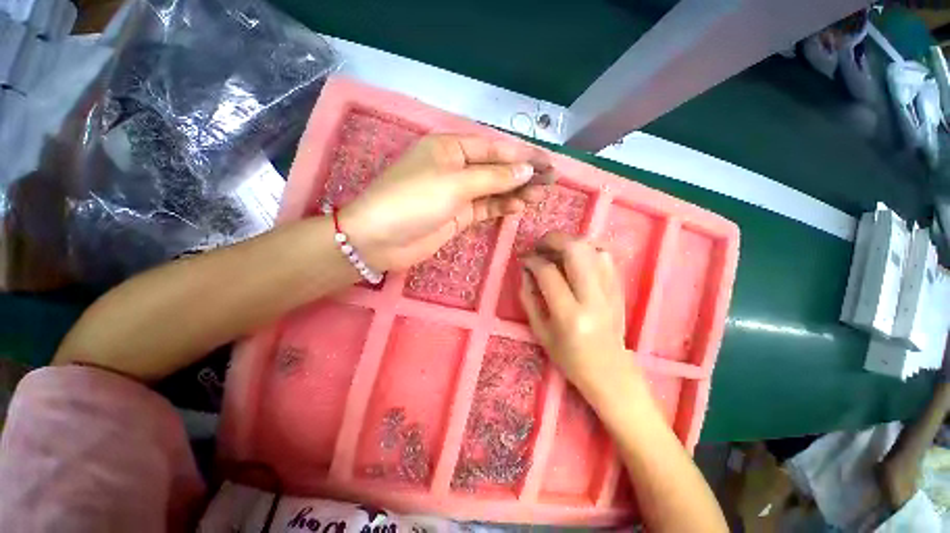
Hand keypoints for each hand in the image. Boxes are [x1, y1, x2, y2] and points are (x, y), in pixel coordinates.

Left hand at [340, 134, 550, 271]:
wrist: (381, 239)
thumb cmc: (414, 200)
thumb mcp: (455, 183)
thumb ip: (493, 177)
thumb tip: (526, 169)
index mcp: (450, 147)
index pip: (494, 147)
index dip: (522, 154)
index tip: (548, 162)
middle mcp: (455, 167)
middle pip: (496, 168)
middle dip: (523, 174)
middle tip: (550, 181)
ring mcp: (456, 193)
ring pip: (493, 189)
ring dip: (515, 191)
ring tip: (540, 195)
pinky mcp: (457, 215)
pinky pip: (485, 207)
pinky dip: (501, 207)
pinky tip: (519, 207)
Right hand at [519, 233, 636, 394]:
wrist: (610, 371)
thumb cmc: (569, 358)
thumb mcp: (540, 332)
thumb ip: (529, 298)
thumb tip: (525, 270)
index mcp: (569, 315)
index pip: (548, 273)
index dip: (532, 260)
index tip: (524, 259)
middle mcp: (593, 299)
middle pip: (576, 250)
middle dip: (553, 240)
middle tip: (540, 245)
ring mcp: (611, 291)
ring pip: (593, 248)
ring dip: (570, 242)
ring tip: (556, 250)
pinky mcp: (620, 288)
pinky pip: (605, 256)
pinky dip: (588, 249)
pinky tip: (575, 256)